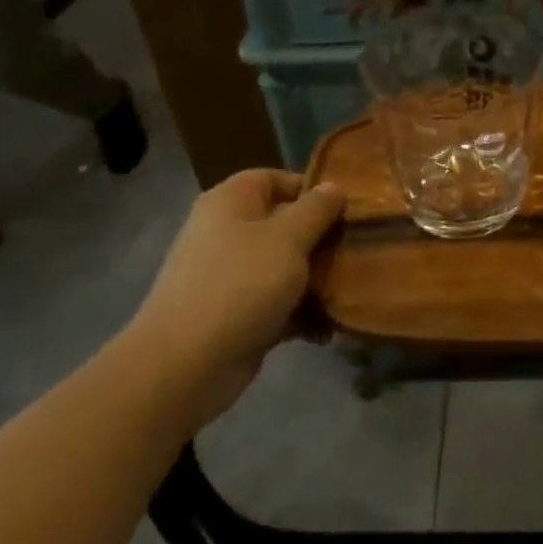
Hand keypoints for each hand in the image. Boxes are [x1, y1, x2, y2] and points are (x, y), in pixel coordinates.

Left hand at [128, 170, 344, 397]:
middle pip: (283, 224)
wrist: (186, 365)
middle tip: (357, 249)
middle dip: (321, 239)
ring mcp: (229, 276)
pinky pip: (276, 303)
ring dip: (315, 279)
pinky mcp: (235, 314)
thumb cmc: (241, 285)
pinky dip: (299, 313)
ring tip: (350, 290)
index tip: (346, 209)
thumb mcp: (288, 238)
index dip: (311, 188)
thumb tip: (334, 187)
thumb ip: (316, 209)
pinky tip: (327, 329)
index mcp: (231, 202)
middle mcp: (226, 233)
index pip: (274, 178)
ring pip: (283, 266)